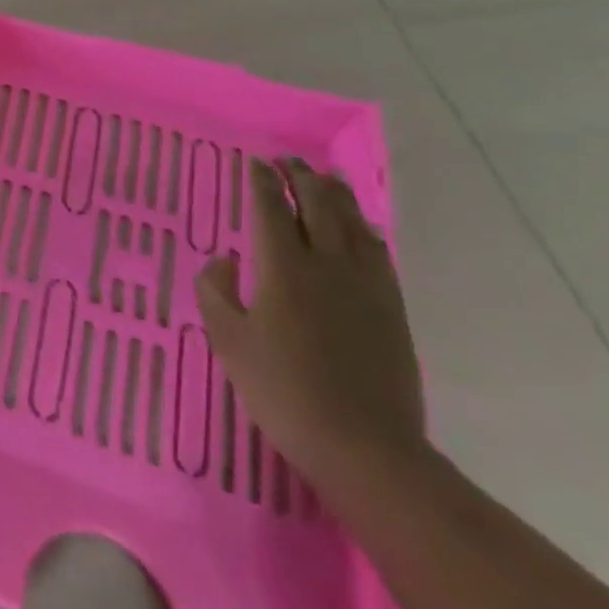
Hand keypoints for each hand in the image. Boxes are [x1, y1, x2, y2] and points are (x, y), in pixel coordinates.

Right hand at [196, 158, 424, 503]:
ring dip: (335, 195)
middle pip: (317, 205)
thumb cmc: (284, 391)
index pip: (271, 209)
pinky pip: (379, 252)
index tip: (254, 163)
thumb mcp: (228, 341)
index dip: (261, 182)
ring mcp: (366, 286)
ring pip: (353, 223)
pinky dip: (365, 228)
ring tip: (324, 178)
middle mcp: (327, 264)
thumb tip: (225, 259)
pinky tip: (361, 227)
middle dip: (300, 177)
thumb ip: (216, 290)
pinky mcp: (392, 310)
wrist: (366, 448)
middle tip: (287, 160)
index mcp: (283, 268)